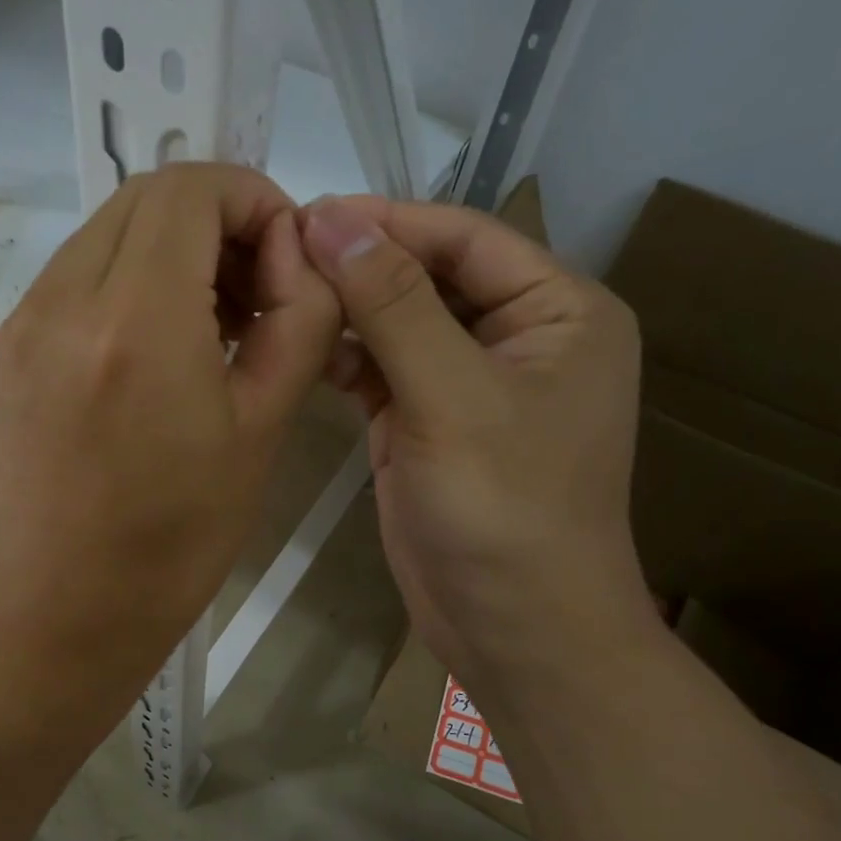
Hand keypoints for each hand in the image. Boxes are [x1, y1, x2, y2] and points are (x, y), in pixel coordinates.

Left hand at [0, 165, 340, 680]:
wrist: (70, 602)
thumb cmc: (180, 533)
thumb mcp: (264, 428)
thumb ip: (299, 320)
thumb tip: (297, 257)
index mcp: (137, 321)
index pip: (191, 189)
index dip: (253, 198)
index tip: (286, 257)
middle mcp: (66, 299)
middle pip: (147, 196)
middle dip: (217, 219)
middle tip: (258, 289)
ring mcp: (27, 319)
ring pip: (110, 230)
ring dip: (173, 248)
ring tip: (215, 320)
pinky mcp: (11, 345)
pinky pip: (79, 273)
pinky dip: (131, 278)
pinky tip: (162, 342)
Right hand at [299, 197, 654, 686]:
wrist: (514, 628)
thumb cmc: (505, 509)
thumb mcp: (453, 396)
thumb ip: (394, 304)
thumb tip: (331, 218)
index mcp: (559, 311)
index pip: (466, 238)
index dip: (389, 221)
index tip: (308, 212)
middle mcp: (520, 337)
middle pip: (430, 278)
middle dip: (362, 266)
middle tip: (282, 253)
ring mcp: (470, 384)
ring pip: (401, 324)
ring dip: (349, 312)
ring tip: (282, 296)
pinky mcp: (429, 425)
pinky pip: (385, 372)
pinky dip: (348, 360)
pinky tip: (305, 349)